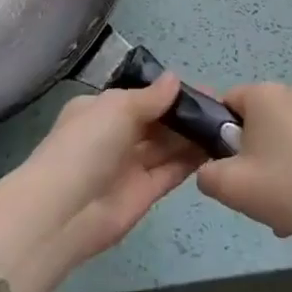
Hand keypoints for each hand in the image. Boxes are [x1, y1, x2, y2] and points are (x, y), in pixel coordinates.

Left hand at [0, 74, 203, 291]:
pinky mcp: (144, 194)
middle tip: (224, 107)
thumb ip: (150, 97)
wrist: (63, 212)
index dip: (170, 92)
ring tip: (228, 125)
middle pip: (156, 121)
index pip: (140, 96)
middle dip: (185, 114)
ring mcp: (130, 166)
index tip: (204, 89)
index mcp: (101, 109)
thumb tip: (175, 79)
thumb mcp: (117, 108)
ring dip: (192, 136)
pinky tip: (216, 148)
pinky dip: (191, 160)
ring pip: (167, 146)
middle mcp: (115, 135)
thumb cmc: (86, 145)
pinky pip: (171, 171)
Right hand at [195, 83, 291, 249]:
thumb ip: (207, 173)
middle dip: (256, 156)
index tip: (233, 169)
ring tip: (290, 208)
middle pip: (259, 121)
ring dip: (282, 164)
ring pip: (287, 135)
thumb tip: (210, 169)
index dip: (223, 137)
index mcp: (265, 94)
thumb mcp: (232, 188)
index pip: (228, 104)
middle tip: (260, 194)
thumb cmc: (290, 189)